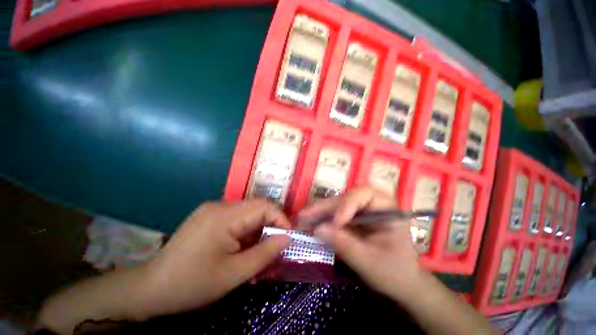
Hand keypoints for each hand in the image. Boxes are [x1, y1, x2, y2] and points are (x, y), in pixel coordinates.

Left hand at [138, 199, 290, 317]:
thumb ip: (265, 254)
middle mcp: (220, 205)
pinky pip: (237, 219)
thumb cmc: (191, 284)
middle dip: (270, 227)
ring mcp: (213, 209)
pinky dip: (246, 233)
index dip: (281, 219)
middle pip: (257, 209)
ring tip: (259, 254)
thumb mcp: (234, 274)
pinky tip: (242, 250)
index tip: (288, 238)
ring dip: (258, 232)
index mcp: (225, 216)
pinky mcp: (209, 216)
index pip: (264, 206)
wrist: (149, 288)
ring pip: (248, 215)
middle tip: (275, 248)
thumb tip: (287, 239)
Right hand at [300, 187, 420, 299]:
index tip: (336, 223)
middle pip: (345, 199)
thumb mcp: (370, 262)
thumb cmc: (394, 273)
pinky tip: (309, 224)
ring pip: (337, 206)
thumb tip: (317, 229)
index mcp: (387, 209)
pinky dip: (322, 220)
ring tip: (302, 219)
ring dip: (319, 212)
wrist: (401, 283)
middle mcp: (372, 204)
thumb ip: (345, 244)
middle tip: (304, 215)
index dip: (348, 204)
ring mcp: (361, 211)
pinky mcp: (352, 219)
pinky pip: (335, 215)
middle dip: (325, 208)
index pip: (365, 194)